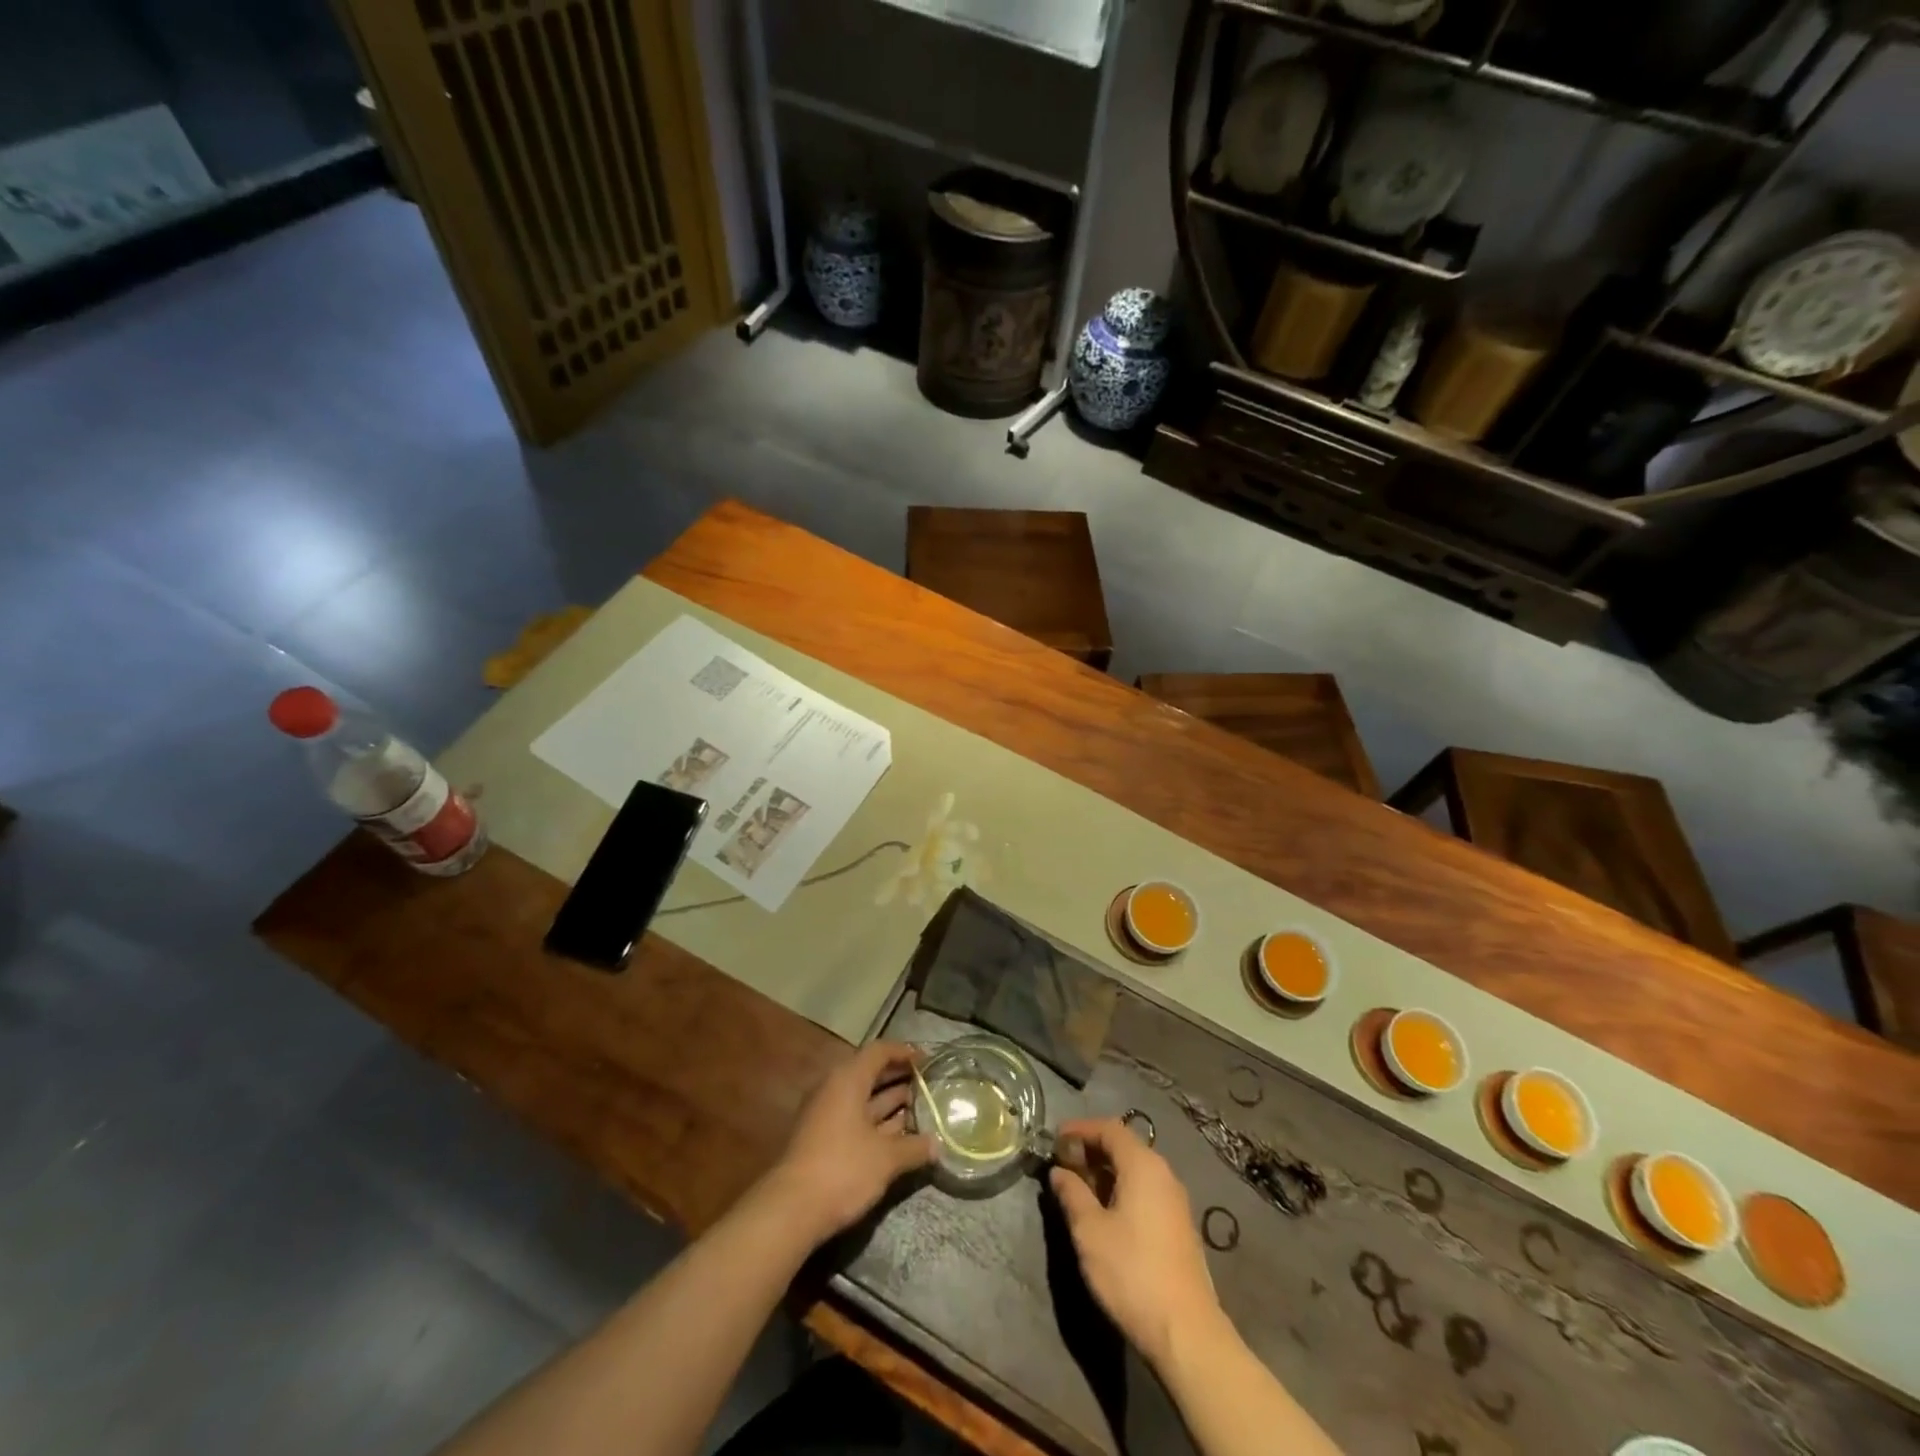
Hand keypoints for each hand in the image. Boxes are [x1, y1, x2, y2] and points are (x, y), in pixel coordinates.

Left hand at [760, 1041, 936, 1245]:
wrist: (791, 1210)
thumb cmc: (842, 1169)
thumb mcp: (886, 1158)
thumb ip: (914, 1147)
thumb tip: (938, 1145)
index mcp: (848, 1080)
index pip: (879, 1051)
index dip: (905, 1052)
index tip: (929, 1061)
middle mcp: (835, 1090)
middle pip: (871, 1073)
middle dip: (901, 1078)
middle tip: (929, 1085)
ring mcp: (827, 1115)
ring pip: (864, 1099)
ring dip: (891, 1103)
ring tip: (921, 1109)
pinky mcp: (823, 1139)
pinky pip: (856, 1120)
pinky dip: (878, 1123)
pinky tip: (899, 1136)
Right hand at [1048, 1118, 1222, 1369]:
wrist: (1186, 1333)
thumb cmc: (1132, 1273)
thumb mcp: (1090, 1232)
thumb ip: (1072, 1194)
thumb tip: (1059, 1172)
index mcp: (1143, 1166)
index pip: (1109, 1128)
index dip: (1080, 1129)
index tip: (1054, 1138)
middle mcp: (1163, 1174)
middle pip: (1124, 1146)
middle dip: (1091, 1149)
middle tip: (1062, 1163)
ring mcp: (1175, 1201)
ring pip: (1135, 1170)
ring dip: (1105, 1171)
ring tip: (1078, 1188)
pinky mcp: (1178, 1227)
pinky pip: (1145, 1191)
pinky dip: (1121, 1189)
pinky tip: (1105, 1212)